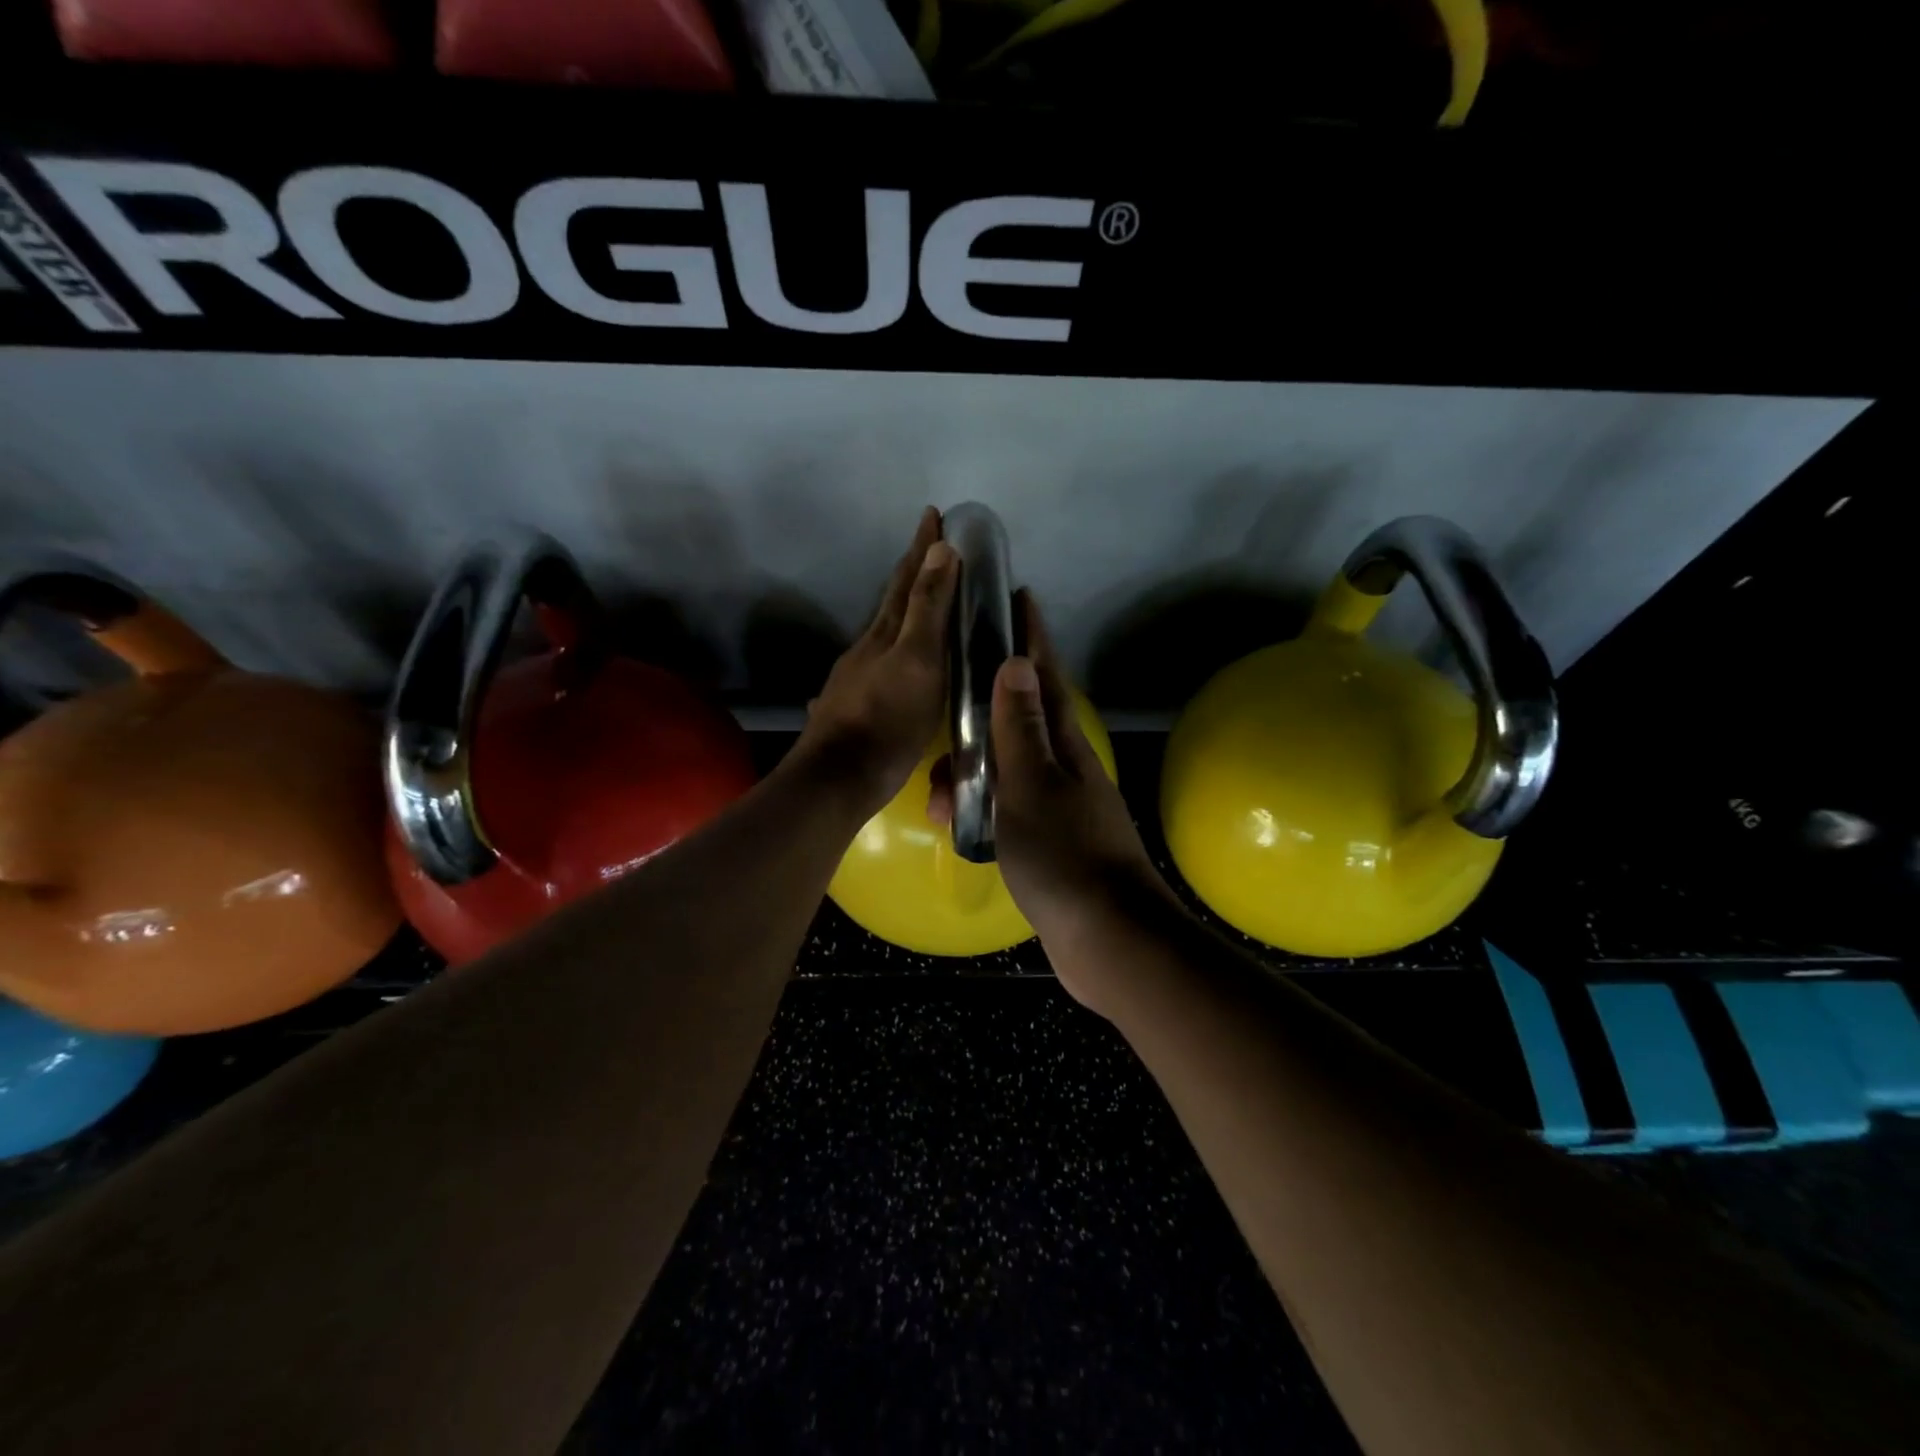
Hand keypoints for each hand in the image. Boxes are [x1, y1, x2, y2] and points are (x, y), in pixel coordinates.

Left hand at [794, 507, 956, 817]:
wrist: (839, 776)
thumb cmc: (888, 719)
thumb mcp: (918, 661)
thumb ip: (929, 609)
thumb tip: (940, 549)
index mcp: (887, 632)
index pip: (908, 579)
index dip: (923, 547)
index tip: (934, 513)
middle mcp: (868, 646)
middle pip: (892, 600)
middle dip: (913, 570)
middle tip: (930, 545)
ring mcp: (856, 675)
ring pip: (884, 630)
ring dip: (903, 608)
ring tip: (920, 598)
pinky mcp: (853, 703)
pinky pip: (879, 660)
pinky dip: (894, 646)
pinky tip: (892, 658)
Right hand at [931, 594, 1175, 1008]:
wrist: (1107, 938)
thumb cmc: (1064, 854)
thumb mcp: (1032, 785)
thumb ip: (1019, 727)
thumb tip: (1016, 661)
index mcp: (1063, 745)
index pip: (1044, 675)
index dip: (1031, 636)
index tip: (1018, 596)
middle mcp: (1064, 767)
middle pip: (1018, 720)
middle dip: (981, 709)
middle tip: (944, 708)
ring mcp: (1058, 805)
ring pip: (1004, 770)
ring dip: (970, 774)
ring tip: (935, 797)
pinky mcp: (1048, 841)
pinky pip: (1004, 809)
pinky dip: (978, 810)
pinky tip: (954, 823)